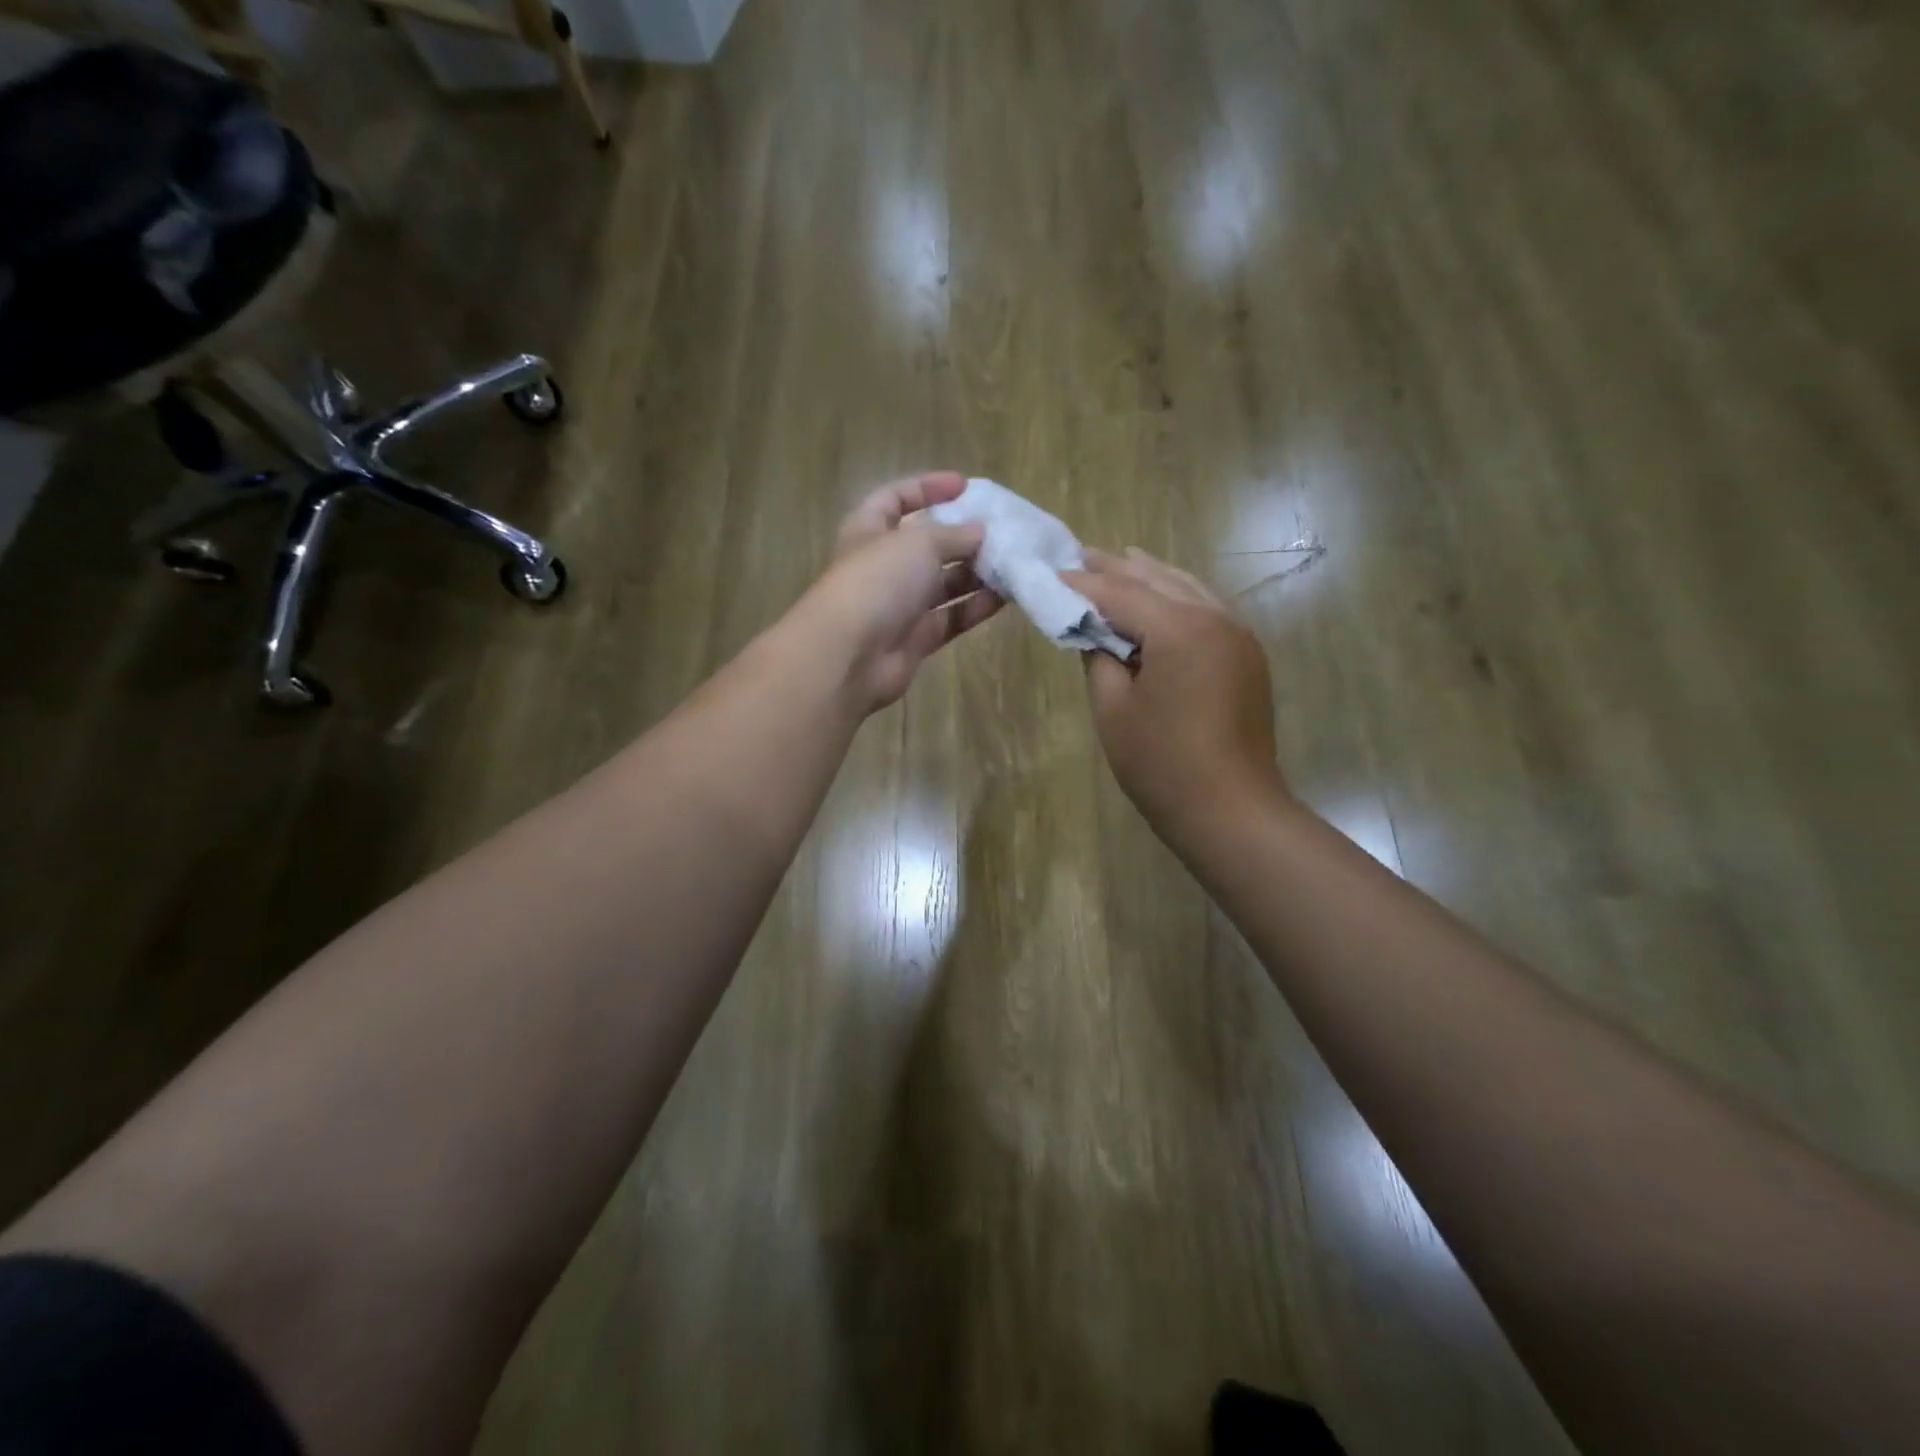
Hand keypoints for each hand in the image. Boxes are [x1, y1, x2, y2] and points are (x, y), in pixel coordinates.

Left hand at [801, 472, 1003, 712]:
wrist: (849, 656)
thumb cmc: (877, 582)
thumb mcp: (918, 543)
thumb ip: (953, 534)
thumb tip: (979, 532)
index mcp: (869, 530)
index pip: (896, 499)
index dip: (928, 488)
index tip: (965, 486)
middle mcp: (883, 566)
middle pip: (926, 544)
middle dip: (962, 536)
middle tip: (1001, 531)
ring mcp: (899, 605)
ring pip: (943, 584)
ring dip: (976, 573)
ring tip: (1012, 562)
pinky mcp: (916, 639)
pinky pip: (951, 617)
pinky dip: (975, 607)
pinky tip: (1006, 596)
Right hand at [1064, 548, 1282, 832]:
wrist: (1231, 809)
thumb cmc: (1161, 765)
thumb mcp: (1113, 709)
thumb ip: (1098, 658)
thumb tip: (1093, 632)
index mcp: (1180, 629)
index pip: (1119, 593)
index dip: (1081, 584)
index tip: (1050, 573)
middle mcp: (1214, 617)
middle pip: (1156, 580)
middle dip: (1116, 568)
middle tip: (1080, 555)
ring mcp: (1237, 634)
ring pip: (1187, 588)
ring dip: (1150, 575)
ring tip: (1119, 560)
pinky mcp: (1246, 654)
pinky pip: (1206, 608)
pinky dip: (1177, 597)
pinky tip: (1161, 596)